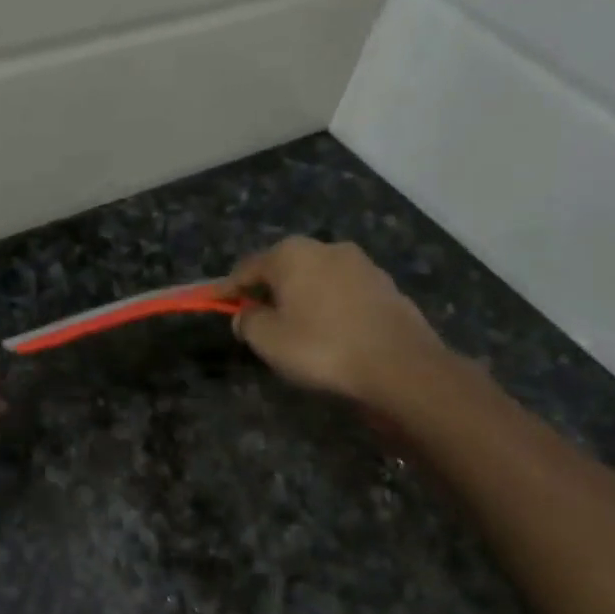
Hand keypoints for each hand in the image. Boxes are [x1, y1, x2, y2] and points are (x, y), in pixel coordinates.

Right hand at [227, 238, 447, 410]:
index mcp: (292, 254)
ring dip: (301, 297)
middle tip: (256, 317)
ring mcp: (361, 264)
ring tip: (294, 327)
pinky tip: (329, 331)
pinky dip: (329, 307)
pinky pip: (343, 294)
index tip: (214, 302)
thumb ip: (248, 321)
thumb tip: (245, 313)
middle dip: (268, 290)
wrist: (400, 365)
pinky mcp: (386, 286)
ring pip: (317, 279)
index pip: (247, 268)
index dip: (228, 288)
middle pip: (284, 268)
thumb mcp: (268, 340)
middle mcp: (326, 248)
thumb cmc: (322, 348)